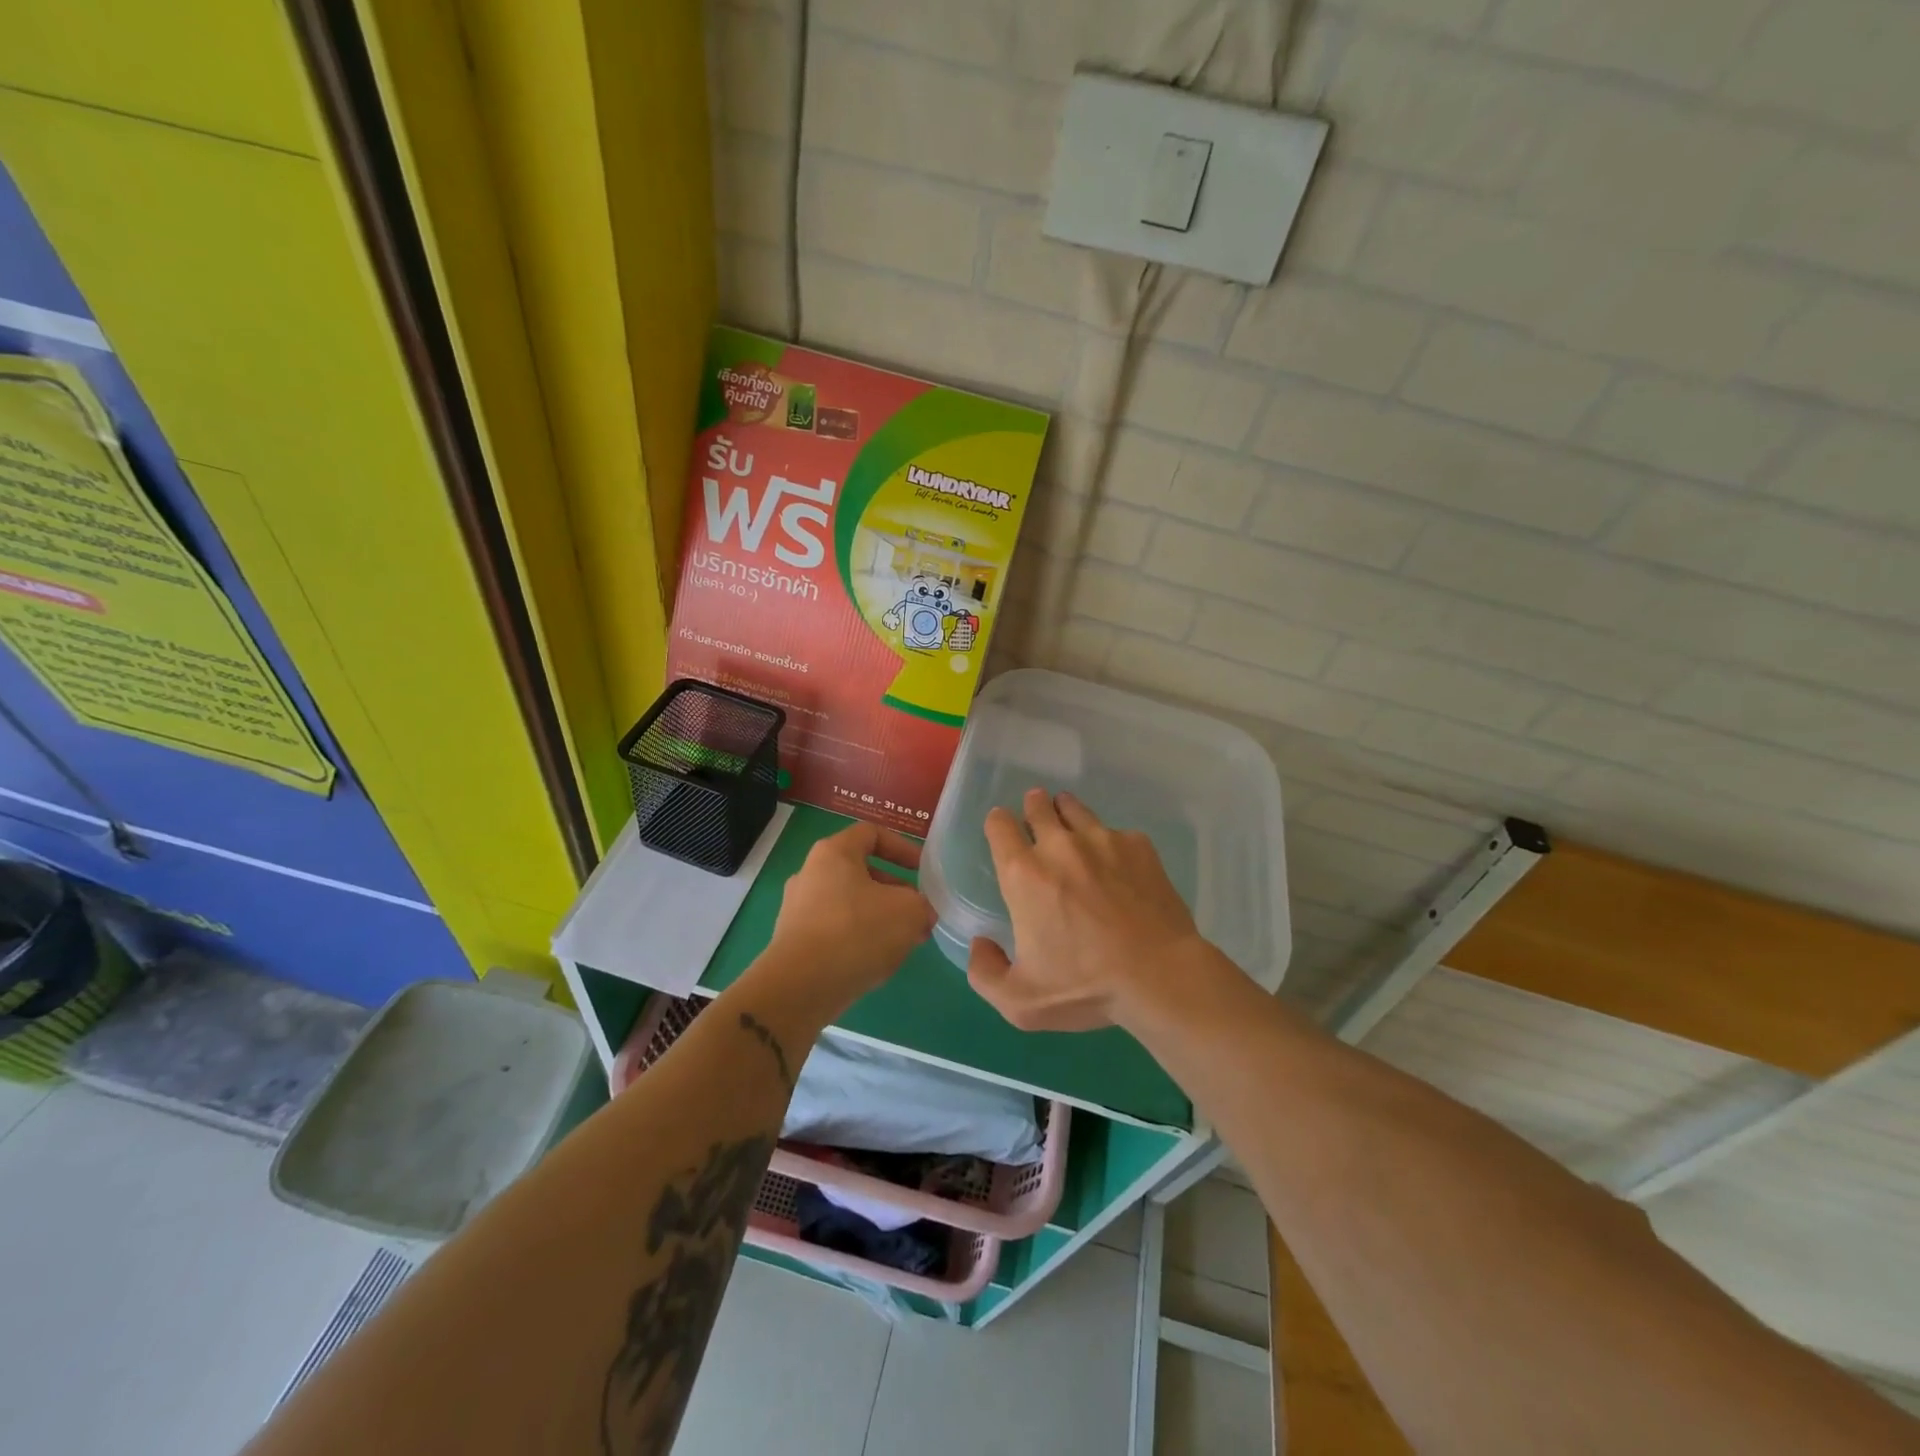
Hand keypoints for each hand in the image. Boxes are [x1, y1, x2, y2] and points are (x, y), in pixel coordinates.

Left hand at [763, 822, 935, 1012]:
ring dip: (879, 917)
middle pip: (861, 872)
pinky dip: (857, 938)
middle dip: (895, 891)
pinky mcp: (793, 942)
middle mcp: (810, 873)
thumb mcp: (908, 911)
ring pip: (849, 904)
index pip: (872, 834)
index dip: (902, 847)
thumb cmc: (857, 932)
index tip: (921, 870)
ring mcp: (797, 909)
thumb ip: (921, 904)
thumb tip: (921, 913)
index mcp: (833, 853)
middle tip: (918, 913)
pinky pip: (834, 930)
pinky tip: (875, 961)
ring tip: (903, 942)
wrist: (800, 987)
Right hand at [968, 789, 1208, 1031]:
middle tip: (1038, 825)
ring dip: (1067, 815)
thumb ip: (985, 973)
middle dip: (1033, 809)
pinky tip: (1118, 867)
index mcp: (1024, 874)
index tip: (1004, 835)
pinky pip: (1115, 832)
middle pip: (1038, 804)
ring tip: (1073, 835)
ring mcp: (1103, 839)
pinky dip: (1109, 843)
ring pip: (1075, 808)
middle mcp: (1060, 845)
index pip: (999, 824)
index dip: (998, 824)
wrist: (1160, 976)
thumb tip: (981, 944)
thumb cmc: (1085, 987)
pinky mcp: (1138, 845)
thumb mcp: (1020, 1001)